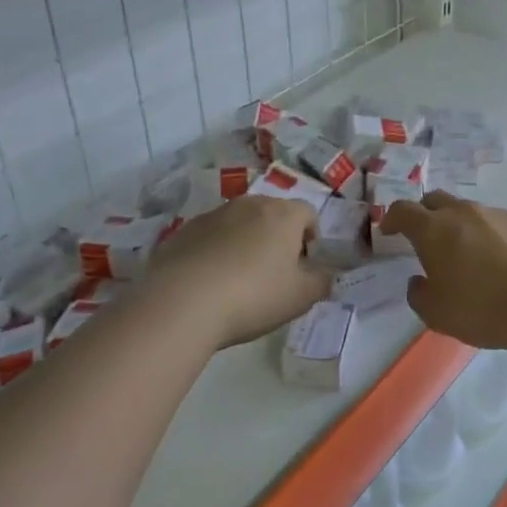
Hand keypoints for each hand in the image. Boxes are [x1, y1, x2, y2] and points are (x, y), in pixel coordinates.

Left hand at [146, 196, 332, 349]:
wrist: (182, 302)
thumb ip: (321, 282)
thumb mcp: (301, 297)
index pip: (308, 213)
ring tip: (239, 279)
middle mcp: (249, 204)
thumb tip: (325, 274)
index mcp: (283, 214)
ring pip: (240, 223)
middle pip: (273, 214)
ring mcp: (213, 214)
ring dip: (246, 242)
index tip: (304, 265)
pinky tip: (211, 282)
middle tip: (274, 273)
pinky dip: (217, 251)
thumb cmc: (253, 296)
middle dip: (278, 237)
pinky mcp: (184, 230)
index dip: (311, 237)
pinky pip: (211, 236)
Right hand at [376, 191, 506, 349]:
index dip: (392, 218)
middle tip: (424, 236)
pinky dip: (489, 235)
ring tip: (465, 252)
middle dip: (424, 214)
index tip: (389, 230)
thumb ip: (419, 295)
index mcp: (434, 229)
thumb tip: (418, 282)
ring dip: (459, 225)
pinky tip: (499, 261)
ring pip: (468, 211)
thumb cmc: (481, 308)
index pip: (403, 210)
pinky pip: (497, 223)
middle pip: (436, 200)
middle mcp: (463, 213)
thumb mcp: (437, 314)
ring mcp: (497, 214)